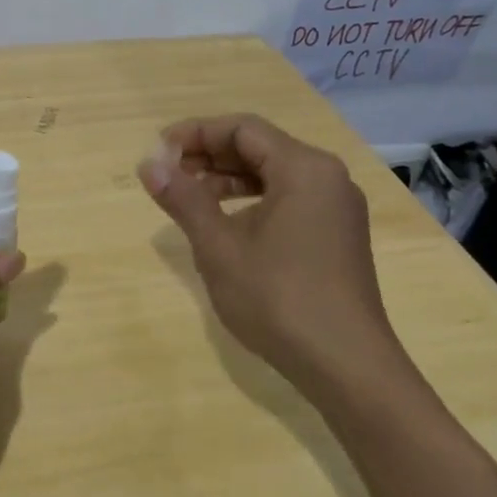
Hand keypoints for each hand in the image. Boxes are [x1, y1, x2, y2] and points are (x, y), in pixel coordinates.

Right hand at [138, 114, 406, 400]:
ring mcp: (336, 207)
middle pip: (259, 146)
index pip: (242, 129)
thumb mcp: (219, 247)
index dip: (195, 133)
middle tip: (168, 174)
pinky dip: (252, 200)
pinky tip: (225, 221)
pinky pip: (288, 197)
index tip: (158, 152)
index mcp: (304, 168)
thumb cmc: (278, 299)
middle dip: (210, 155)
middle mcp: (327, 177)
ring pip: (273, 173)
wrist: (346, 367)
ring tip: (188, 196)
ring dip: (227, 178)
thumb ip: (183, 199)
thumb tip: (149, 165)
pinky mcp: (336, 234)